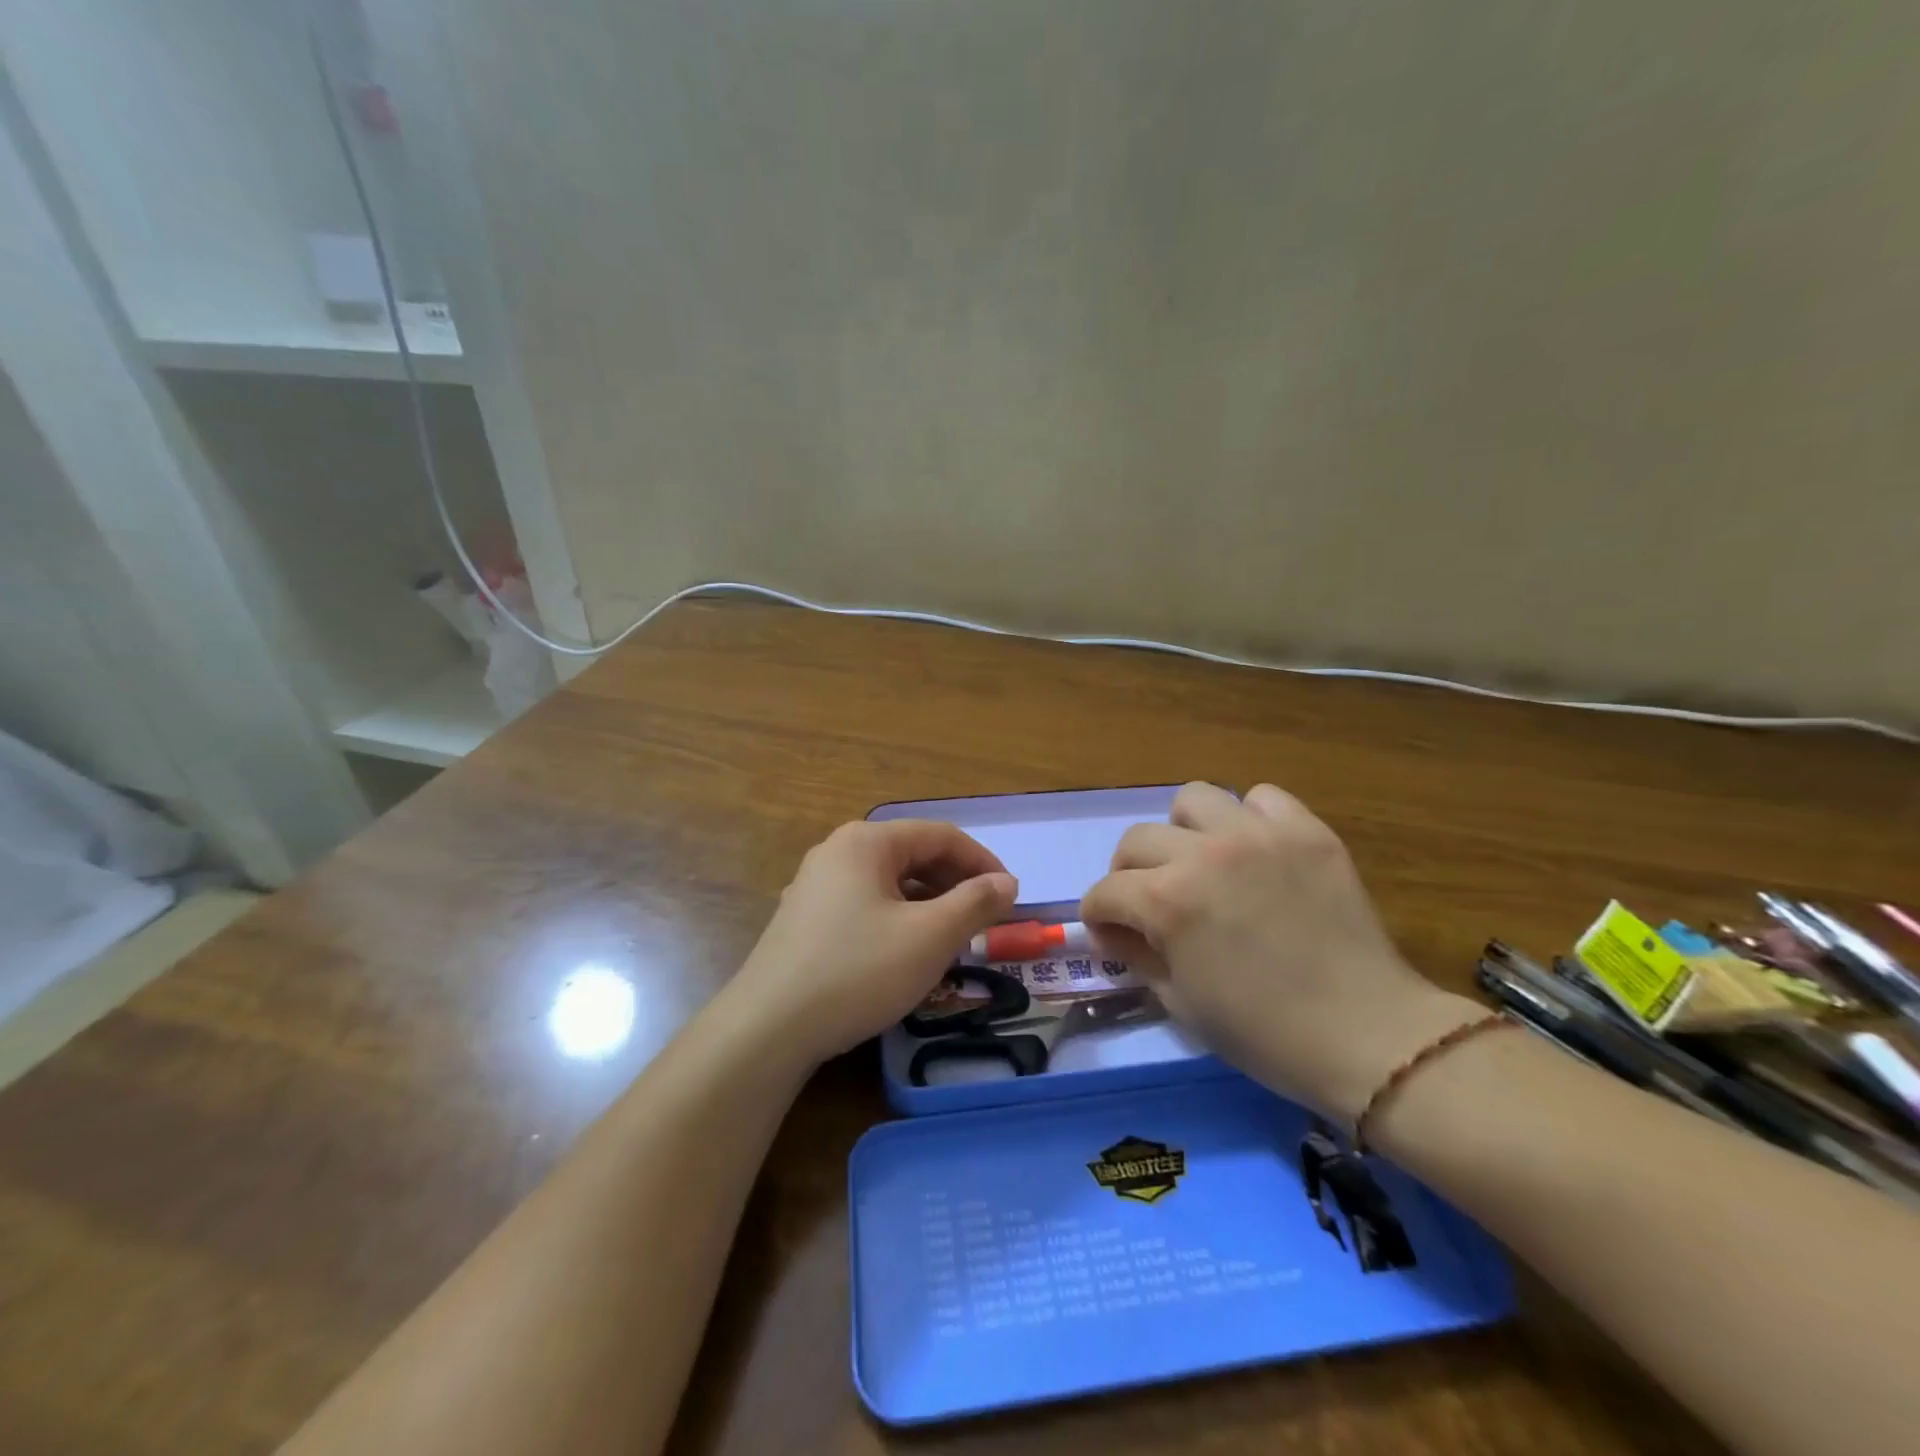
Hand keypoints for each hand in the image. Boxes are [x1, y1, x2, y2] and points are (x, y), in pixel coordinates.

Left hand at [729, 820, 1018, 1066]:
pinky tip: (908, 952)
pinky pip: (866, 905)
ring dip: (929, 903)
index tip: (1011, 897)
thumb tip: (1007, 882)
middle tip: (986, 919)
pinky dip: (898, 919)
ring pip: (889, 883)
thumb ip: (975, 903)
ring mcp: (815, 885)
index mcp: (867, 842)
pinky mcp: (805, 919)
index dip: (983, 861)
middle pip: (913, 854)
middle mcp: (838, 851)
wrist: (769, 1028)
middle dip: (956, 883)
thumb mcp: (930, 937)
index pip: (941, 836)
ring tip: (954, 937)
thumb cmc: (858, 971)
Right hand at [1080, 782, 1479, 1124]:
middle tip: (1150, 902)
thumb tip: (1115, 931)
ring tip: (1202, 862)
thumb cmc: (1264, 1033)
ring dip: (1183, 832)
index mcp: (1168, 901)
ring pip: (1193, 799)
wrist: (1366, 1036)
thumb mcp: (1180, 1003)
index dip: (1099, 916)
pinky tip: (1256, 852)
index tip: (1111, 934)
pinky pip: (1262, 798)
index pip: (1106, 891)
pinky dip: (1248, 819)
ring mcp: (1258, 835)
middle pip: (1136, 839)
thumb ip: (1138, 955)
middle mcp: (1205, 854)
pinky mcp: (1306, 831)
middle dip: (1129, 874)